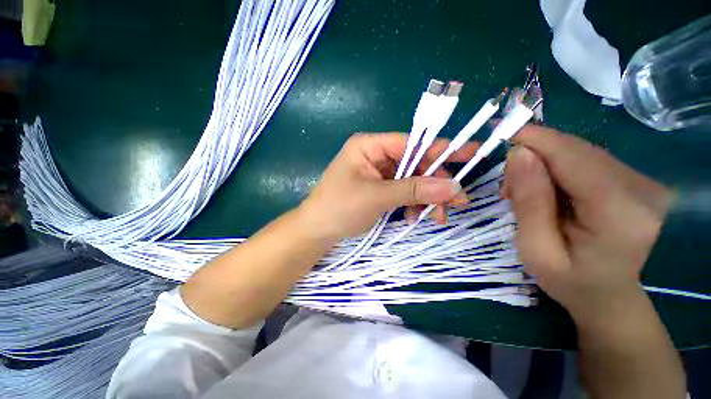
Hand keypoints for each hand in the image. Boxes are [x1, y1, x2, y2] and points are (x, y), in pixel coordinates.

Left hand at [297, 133, 477, 241]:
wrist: (318, 230)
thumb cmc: (340, 207)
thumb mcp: (377, 197)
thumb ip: (413, 190)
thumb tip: (453, 187)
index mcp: (370, 145)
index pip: (411, 143)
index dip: (440, 150)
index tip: (470, 154)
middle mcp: (376, 155)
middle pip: (415, 163)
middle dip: (435, 183)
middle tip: (458, 200)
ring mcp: (378, 173)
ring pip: (412, 180)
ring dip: (426, 197)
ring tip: (439, 216)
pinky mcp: (380, 188)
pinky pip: (403, 192)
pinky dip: (413, 204)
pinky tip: (415, 217)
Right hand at [501, 125, 672, 321]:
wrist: (609, 296)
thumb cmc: (569, 281)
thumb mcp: (536, 249)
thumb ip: (529, 201)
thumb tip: (518, 153)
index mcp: (620, 213)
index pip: (573, 157)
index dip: (536, 138)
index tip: (500, 130)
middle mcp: (641, 189)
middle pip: (576, 150)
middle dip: (533, 156)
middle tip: (507, 186)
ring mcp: (643, 182)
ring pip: (579, 152)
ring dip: (543, 163)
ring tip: (523, 192)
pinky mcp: (635, 180)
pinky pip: (586, 160)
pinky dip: (557, 168)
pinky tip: (546, 190)